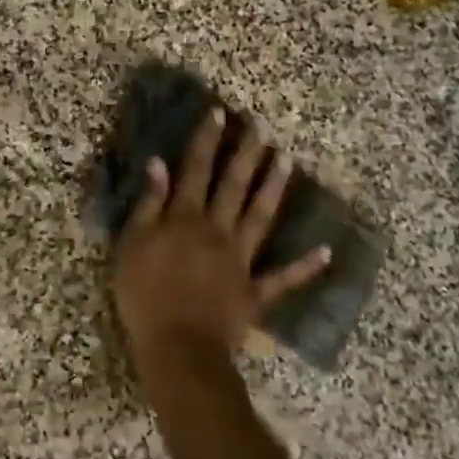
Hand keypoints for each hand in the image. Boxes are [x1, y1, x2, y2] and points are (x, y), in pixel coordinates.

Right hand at [112, 107, 331, 366]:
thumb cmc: (145, 295)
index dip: (207, 140)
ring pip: (260, 217)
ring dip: (273, 188)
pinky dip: (305, 266)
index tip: (220, 112)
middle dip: (246, 154)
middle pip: (234, 185)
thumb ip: (148, 205)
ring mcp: (240, 260)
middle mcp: (217, 230)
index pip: (196, 169)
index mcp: (185, 218)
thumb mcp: (132, 245)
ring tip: (286, 160)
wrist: (178, 346)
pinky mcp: (254, 291)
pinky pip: (283, 278)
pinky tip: (326, 251)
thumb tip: (159, 164)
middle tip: (261, 127)